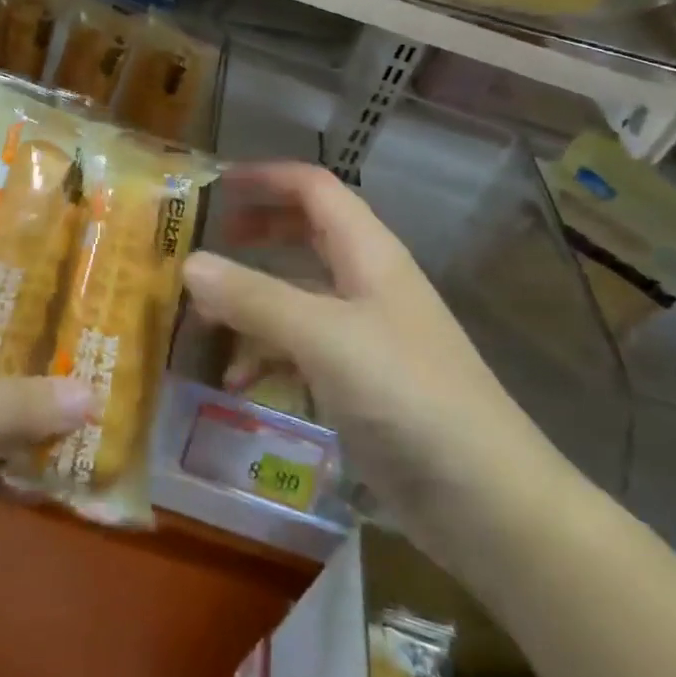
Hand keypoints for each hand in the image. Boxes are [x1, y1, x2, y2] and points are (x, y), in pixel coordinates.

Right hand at [182, 163, 571, 559]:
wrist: (487, 499)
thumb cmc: (408, 394)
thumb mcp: (324, 337)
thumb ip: (255, 298)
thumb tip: (188, 263)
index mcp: (368, 251)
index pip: (313, 188)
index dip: (266, 177)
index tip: (214, 184)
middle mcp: (366, 282)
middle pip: (306, 234)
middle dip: (256, 232)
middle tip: (206, 241)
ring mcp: (364, 334)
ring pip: (298, 295)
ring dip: (252, 300)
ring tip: (202, 318)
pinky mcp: (360, 382)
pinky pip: (301, 349)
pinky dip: (266, 354)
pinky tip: (235, 383)